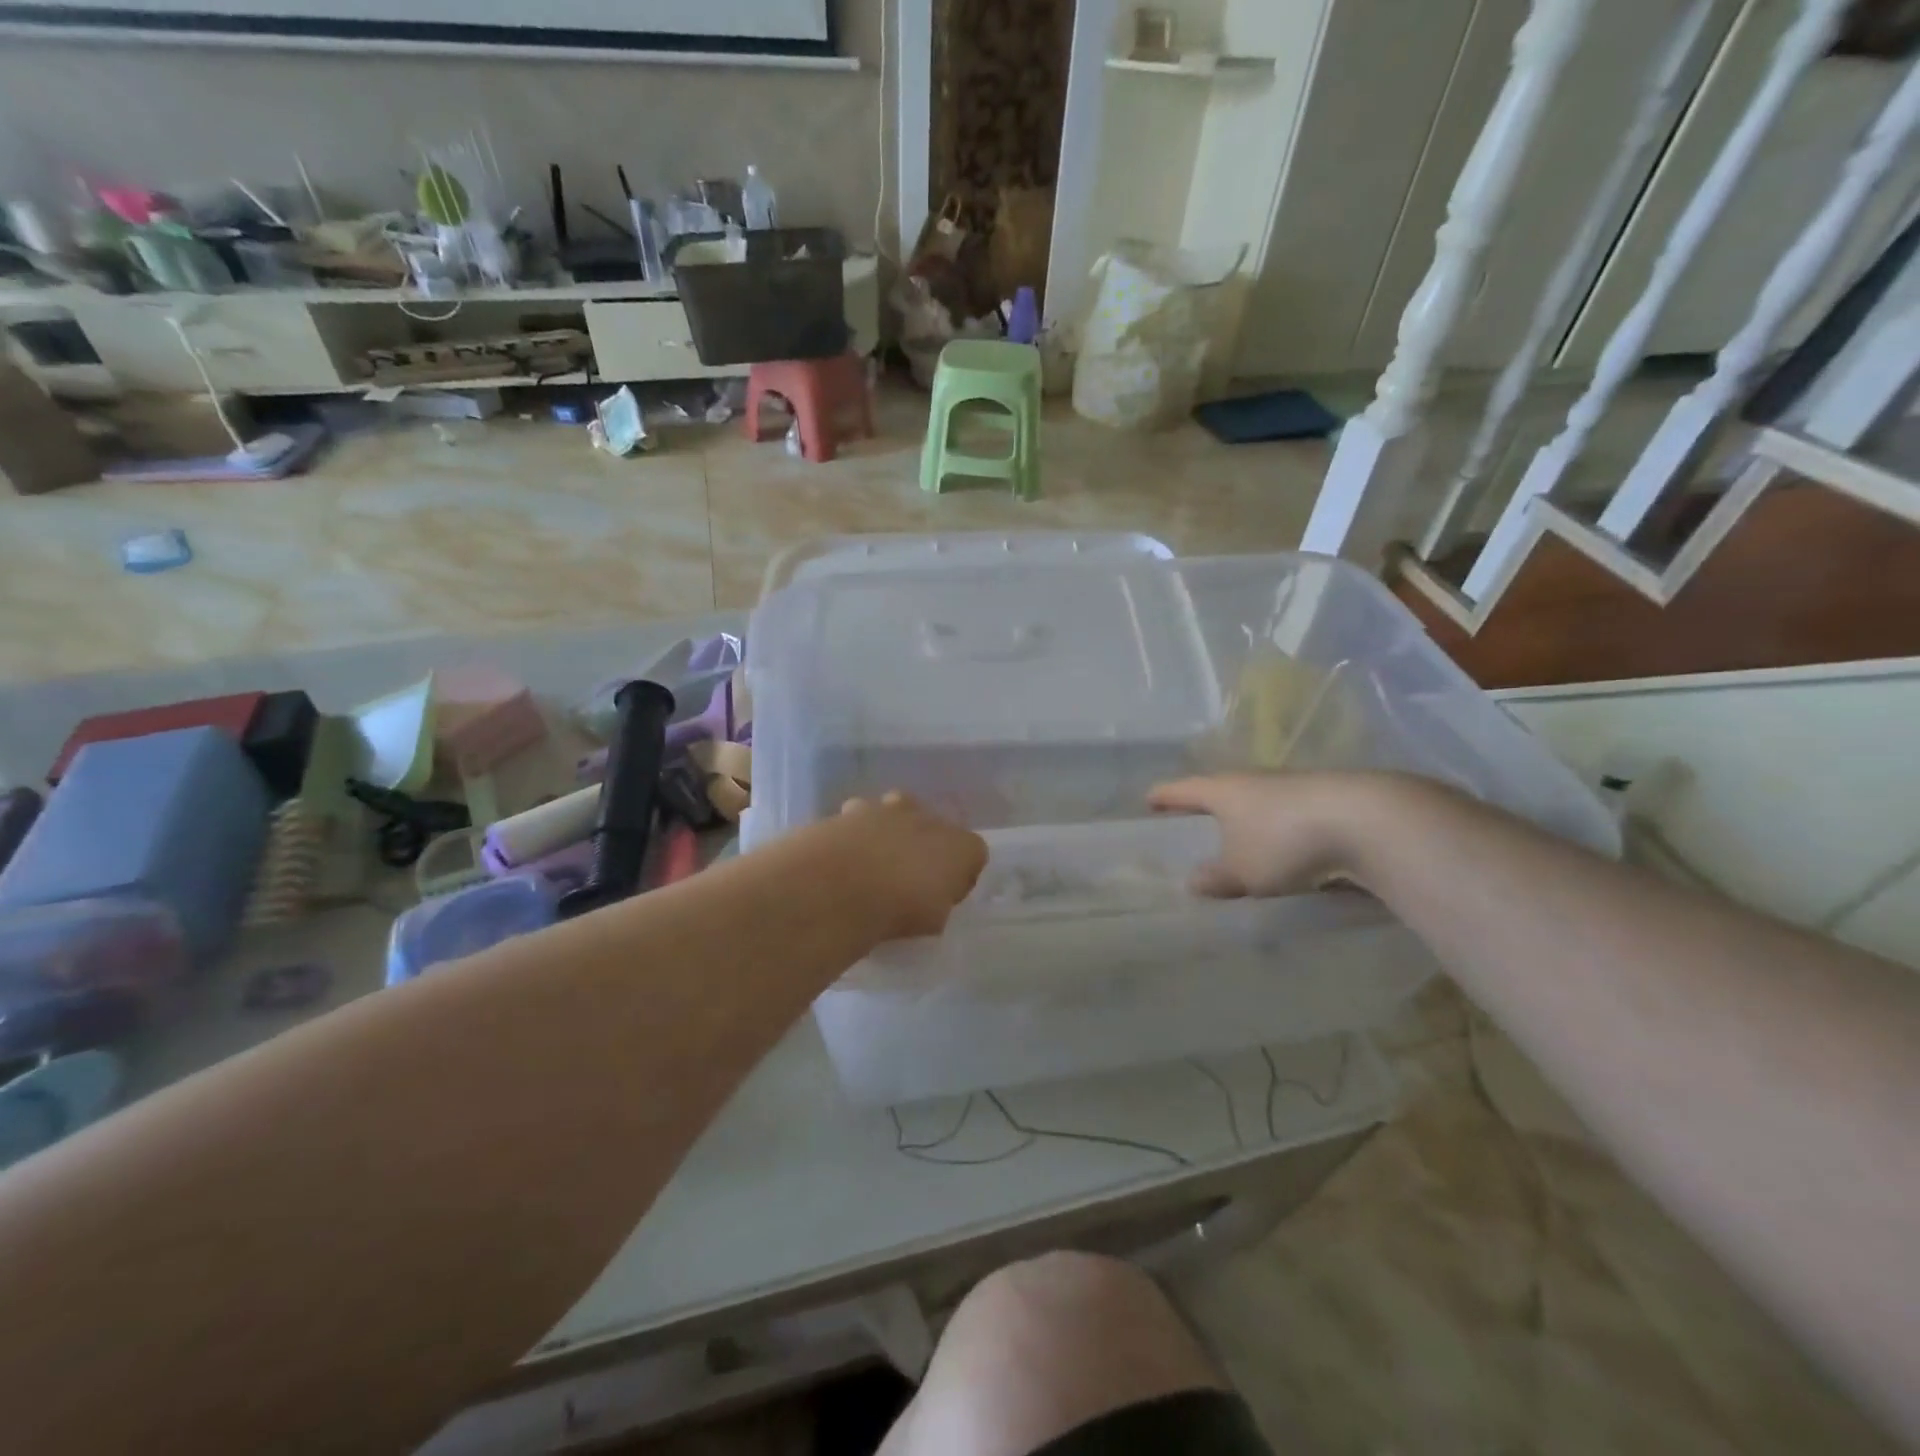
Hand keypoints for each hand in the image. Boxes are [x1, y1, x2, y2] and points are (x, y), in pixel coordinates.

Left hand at [833, 792, 987, 940]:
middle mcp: (928, 818)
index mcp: (961, 846)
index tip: (945, 896)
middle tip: (908, 875)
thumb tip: (929, 898)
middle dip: (924, 844)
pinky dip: (854, 834)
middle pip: (934, 826)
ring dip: (889, 830)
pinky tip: (843, 857)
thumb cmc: (900, 908)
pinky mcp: (851, 810)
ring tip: (873, 862)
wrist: (842, 886)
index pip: (974, 853)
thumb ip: (936, 902)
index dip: (960, 874)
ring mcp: (888, 809)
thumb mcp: (932, 921)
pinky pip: (858, 818)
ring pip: (895, 811)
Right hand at [1148, 772, 1373, 898]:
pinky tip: (1288, 850)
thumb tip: (1194, 882)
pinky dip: (1280, 830)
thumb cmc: (1285, 841)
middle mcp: (1253, 780)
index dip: (1163, 796)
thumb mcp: (1242, 871)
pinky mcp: (1326, 799)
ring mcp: (1292, 785)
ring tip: (1242, 843)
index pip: (1181, 789)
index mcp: (1223, 790)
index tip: (1148, 801)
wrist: (1368, 820)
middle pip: (1220, 791)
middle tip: (1194, 826)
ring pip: (1258, 802)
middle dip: (1207, 808)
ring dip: (1247, 821)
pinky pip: (1289, 815)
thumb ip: (1216, 878)